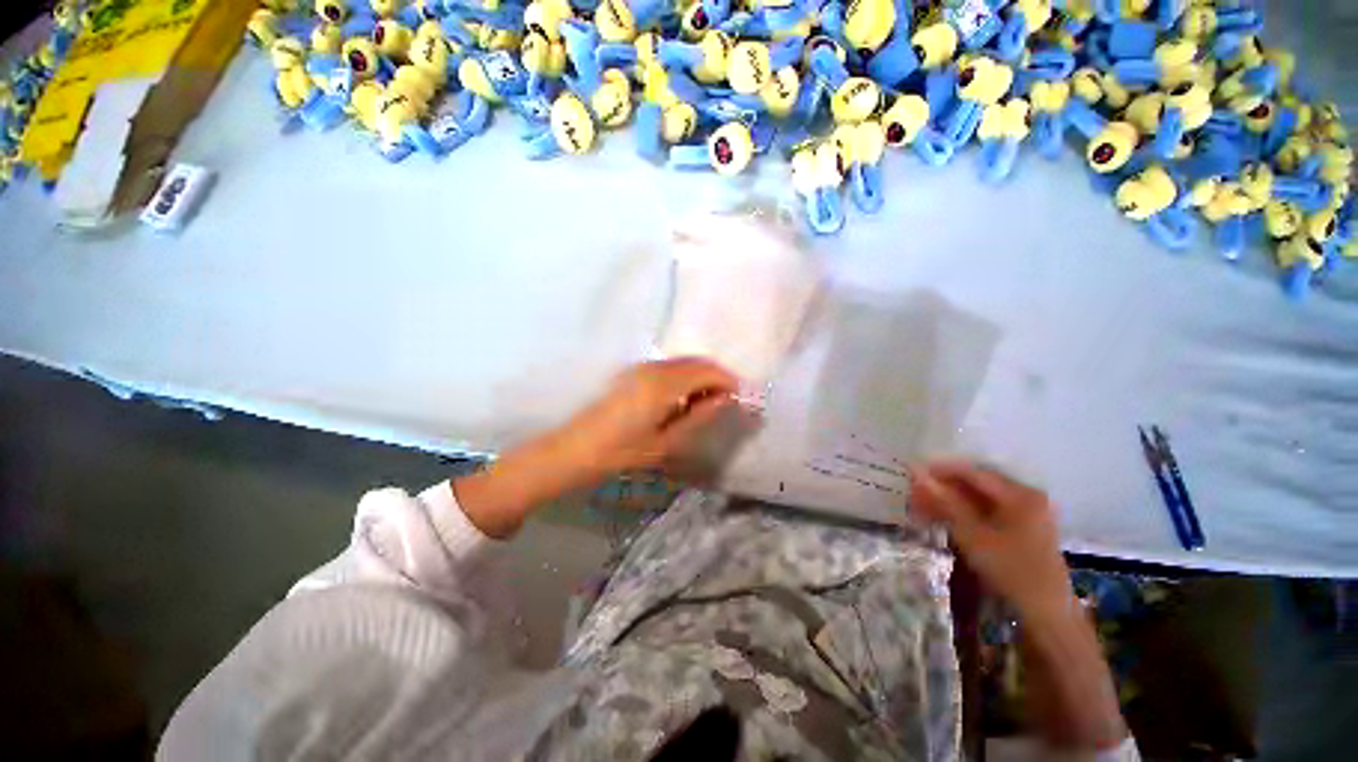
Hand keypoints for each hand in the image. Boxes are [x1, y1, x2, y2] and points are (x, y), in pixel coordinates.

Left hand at [455, 359, 737, 537]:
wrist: (573, 450)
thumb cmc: (621, 452)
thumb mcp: (665, 441)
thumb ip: (698, 416)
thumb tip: (725, 399)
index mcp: (663, 384)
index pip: (707, 371)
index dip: (728, 381)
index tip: (740, 397)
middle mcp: (653, 367)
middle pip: (696, 362)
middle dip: (716, 377)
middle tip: (728, 401)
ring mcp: (640, 367)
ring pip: (682, 363)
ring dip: (700, 377)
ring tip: (708, 403)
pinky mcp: (632, 373)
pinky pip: (668, 368)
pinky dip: (684, 378)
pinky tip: (684, 399)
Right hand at [909, 460, 1075, 623]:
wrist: (1046, 613)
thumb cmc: (1011, 569)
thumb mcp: (972, 534)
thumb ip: (944, 500)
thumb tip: (916, 472)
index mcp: (1019, 494)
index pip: (972, 473)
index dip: (940, 471)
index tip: (911, 474)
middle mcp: (1025, 497)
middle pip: (975, 485)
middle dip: (942, 489)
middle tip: (912, 495)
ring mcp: (1025, 514)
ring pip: (978, 500)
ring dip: (948, 503)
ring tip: (919, 509)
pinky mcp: (1021, 530)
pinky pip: (986, 513)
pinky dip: (962, 515)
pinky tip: (939, 520)